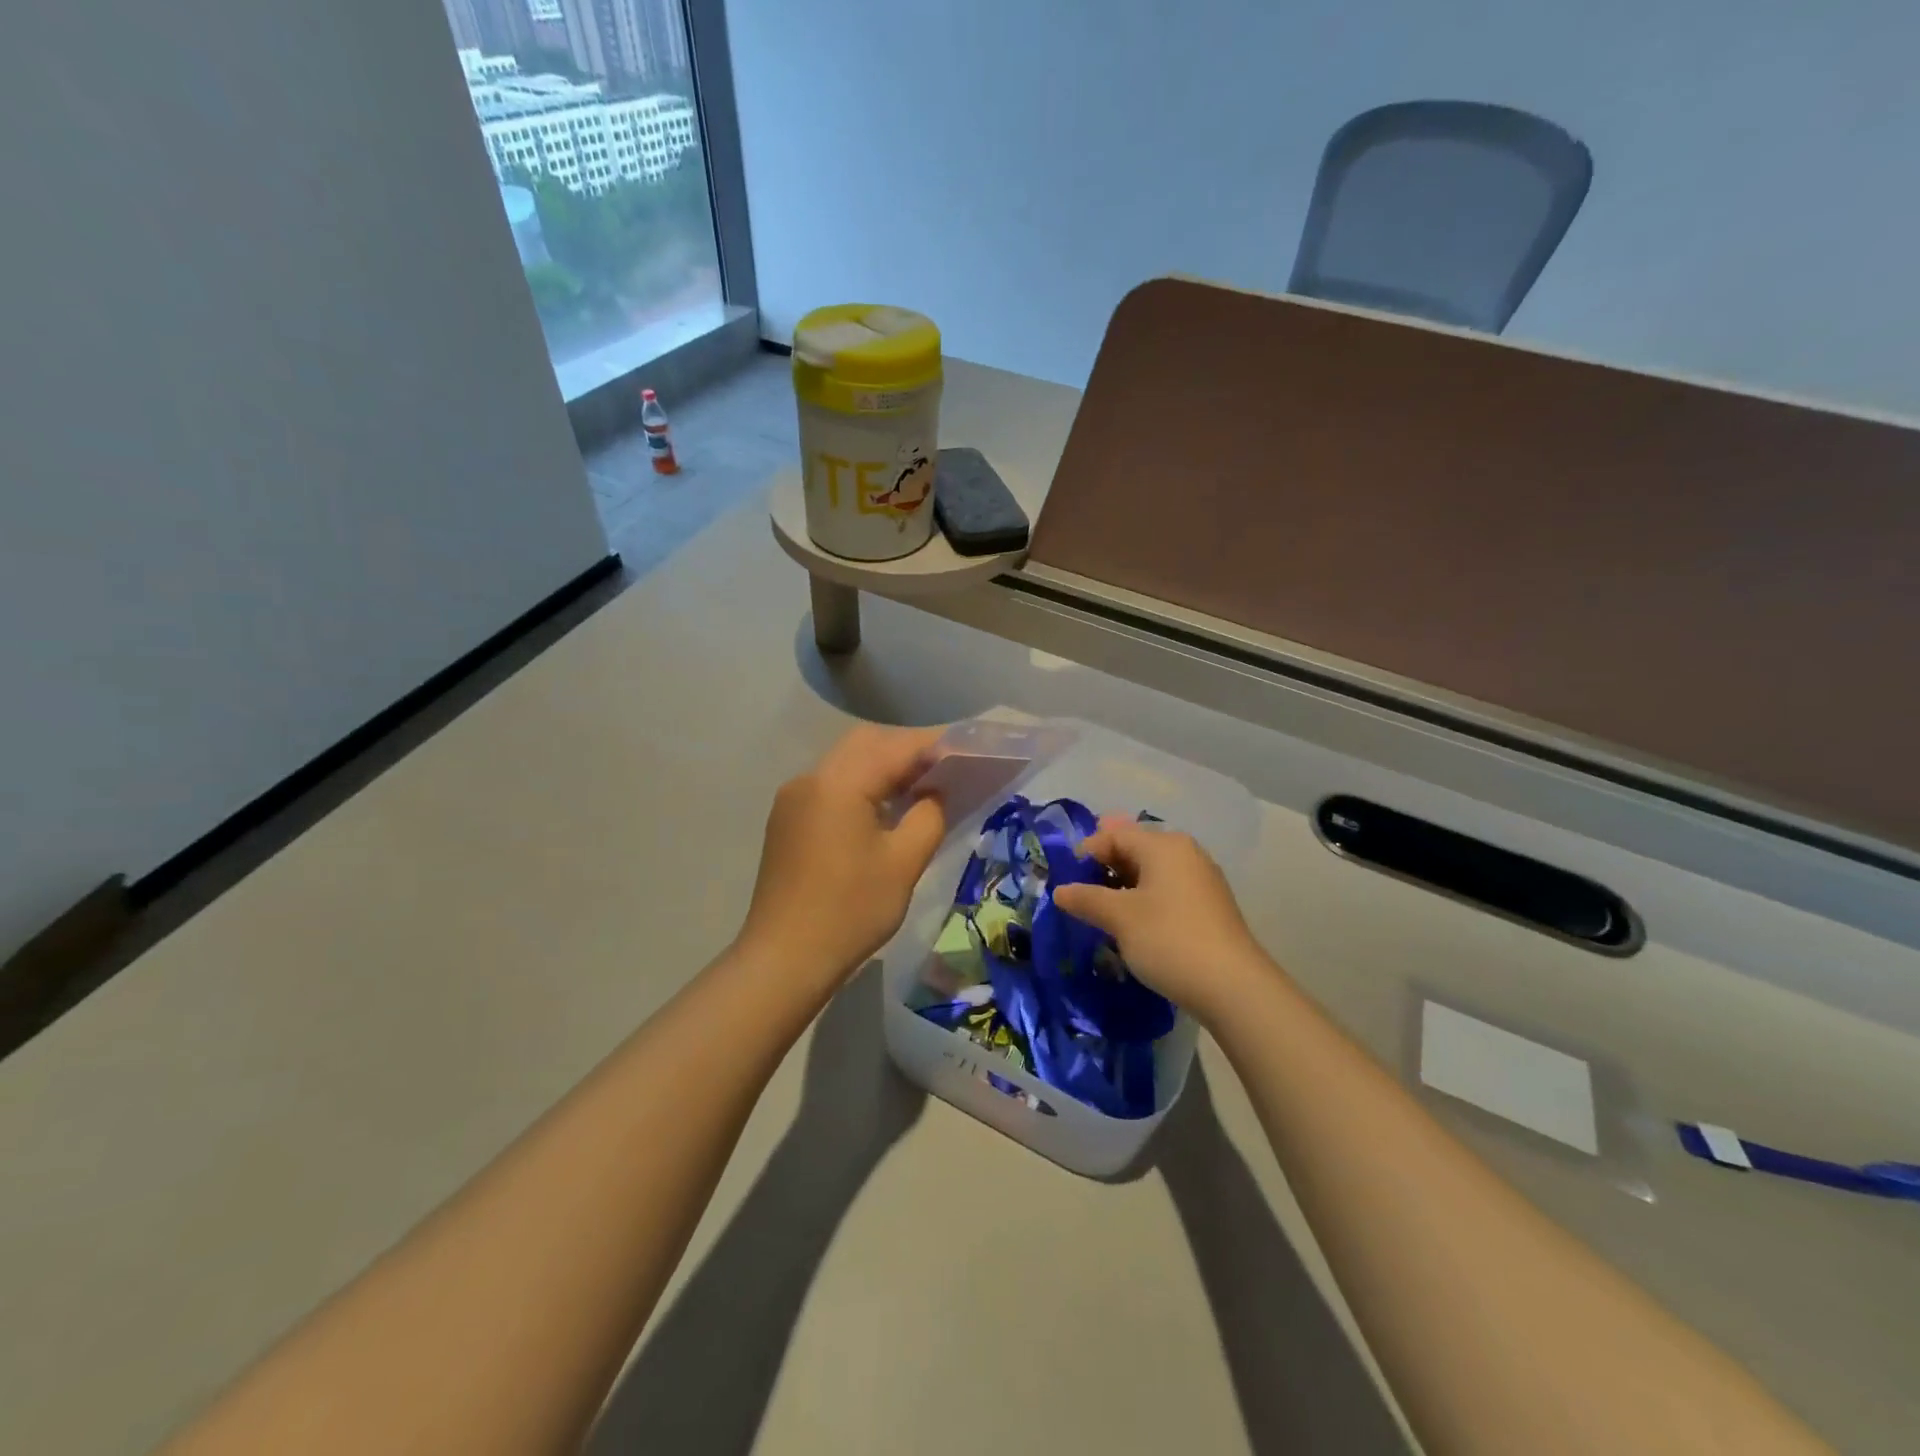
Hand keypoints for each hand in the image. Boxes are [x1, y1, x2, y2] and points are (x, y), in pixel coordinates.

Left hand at [737, 724, 947, 984]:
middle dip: (908, 749)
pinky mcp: (787, 819)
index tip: (968, 750)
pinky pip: (831, 784)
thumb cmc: (850, 912)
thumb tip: (933, 793)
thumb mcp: (904, 863)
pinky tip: (884, 808)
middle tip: (945, 769)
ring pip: (847, 761)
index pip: (896, 746)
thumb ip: (928, 816)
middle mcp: (811, 778)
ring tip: (921, 786)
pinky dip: (862, 784)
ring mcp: (793, 798)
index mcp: (839, 783)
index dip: (936, 745)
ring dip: (884, 766)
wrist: (784, 959)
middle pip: (867, 743)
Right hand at [1051, 817, 1271, 1022]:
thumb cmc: (1169, 940)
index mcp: (1164, 845)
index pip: (1115, 834)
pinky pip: (1167, 890)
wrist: (1233, 987)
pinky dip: (1145, 899)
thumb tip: (1059, 891)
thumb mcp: (1119, 918)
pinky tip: (1133, 924)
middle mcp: (1185, 853)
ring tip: (1102, 910)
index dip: (1086, 852)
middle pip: (1135, 848)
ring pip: (1152, 871)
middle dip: (1104, 867)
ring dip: (1123, 885)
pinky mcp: (1209, 906)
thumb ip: (1086, 899)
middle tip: (1080, 893)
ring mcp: (1201, 879)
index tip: (1065, 879)